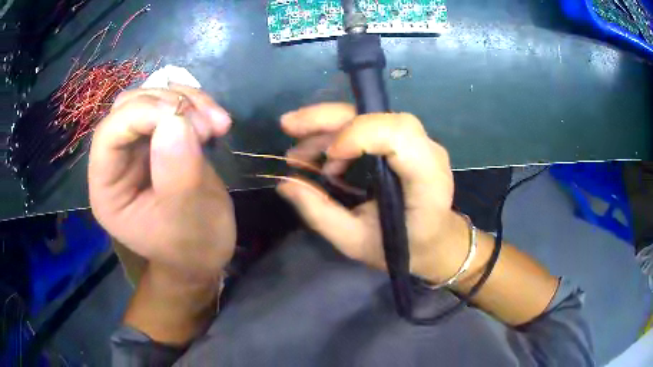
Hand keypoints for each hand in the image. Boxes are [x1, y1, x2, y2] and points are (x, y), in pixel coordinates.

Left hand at [89, 85, 235, 283]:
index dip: (141, 114)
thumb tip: (176, 120)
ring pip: (151, 99)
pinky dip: (195, 104)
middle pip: (128, 108)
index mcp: (108, 189)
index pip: (109, 134)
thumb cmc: (192, 246)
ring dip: (186, 101)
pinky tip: (216, 122)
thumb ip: (177, 172)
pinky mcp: (158, 138)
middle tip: (207, 126)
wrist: (205, 252)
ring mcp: (136, 147)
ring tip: (217, 124)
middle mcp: (115, 161)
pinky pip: (171, 104)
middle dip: (168, 105)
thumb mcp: (188, 217)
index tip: (185, 119)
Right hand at [278, 103, 468, 283]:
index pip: (399, 136)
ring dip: (329, 126)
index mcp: (427, 182)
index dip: (359, 135)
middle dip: (329, 118)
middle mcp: (428, 153)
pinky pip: (372, 126)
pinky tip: (322, 156)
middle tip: (289, 126)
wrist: (434, 241)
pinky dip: (341, 134)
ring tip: (297, 152)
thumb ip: (321, 214)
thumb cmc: (402, 248)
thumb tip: (286, 183)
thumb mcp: (355, 242)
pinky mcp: (408, 143)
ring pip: (372, 116)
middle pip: (380, 116)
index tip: (328, 159)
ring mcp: (420, 143)